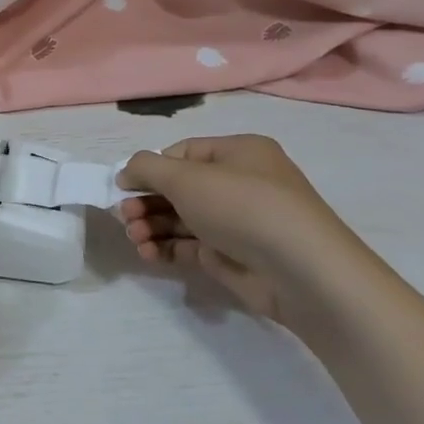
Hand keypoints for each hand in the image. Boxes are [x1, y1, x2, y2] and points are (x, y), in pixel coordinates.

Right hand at [116, 134, 366, 333]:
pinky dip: (167, 248)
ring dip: (151, 226)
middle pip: (179, 188)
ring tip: (135, 239)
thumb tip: (127, 172)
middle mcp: (239, 183)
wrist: (300, 270)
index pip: (182, 153)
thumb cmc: (242, 206)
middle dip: (146, 201)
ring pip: (181, 218)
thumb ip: (147, 168)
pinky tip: (149, 254)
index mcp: (238, 153)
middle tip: (125, 218)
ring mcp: (236, 222)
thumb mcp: (187, 177)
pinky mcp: (232, 255)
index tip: (123, 187)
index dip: (150, 168)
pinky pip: (190, 246)